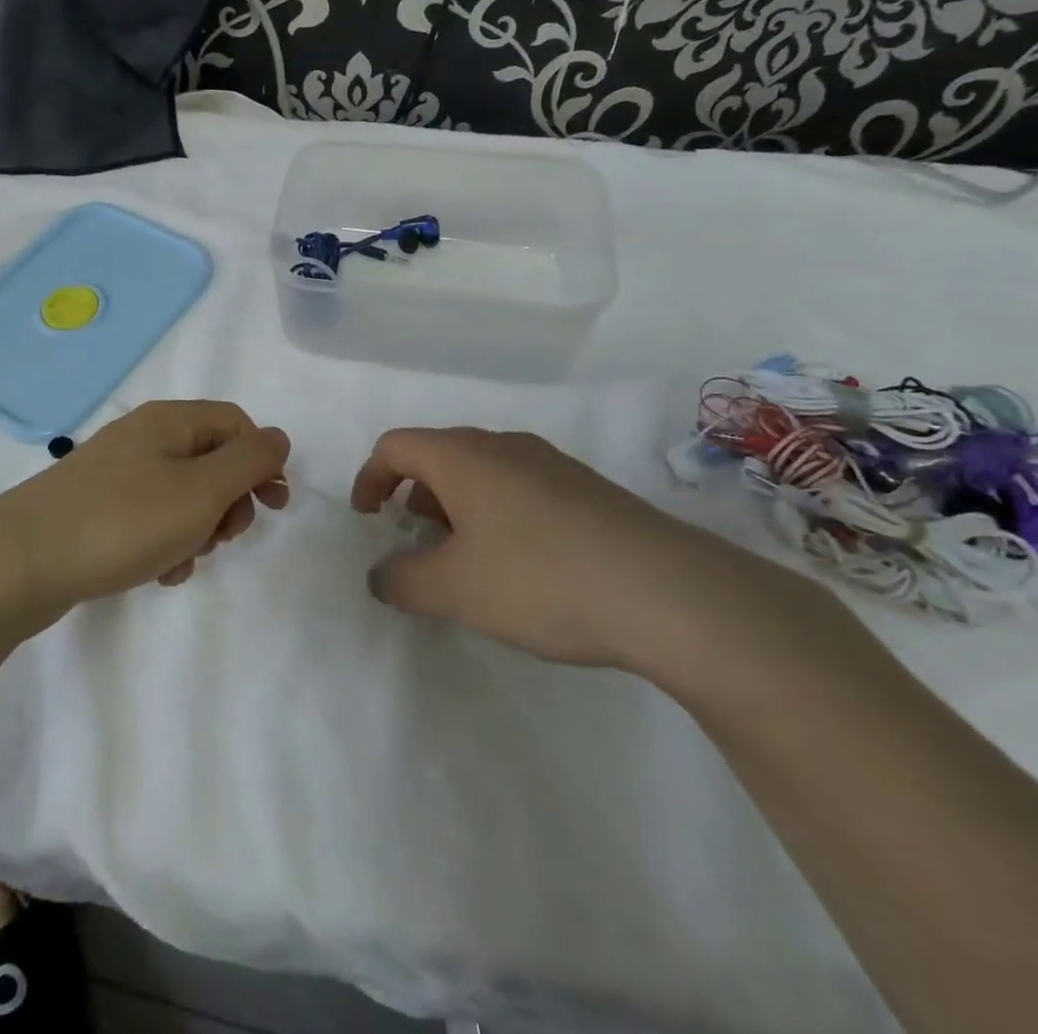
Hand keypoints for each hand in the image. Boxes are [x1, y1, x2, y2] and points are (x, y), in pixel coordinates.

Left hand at [0, 401, 290, 634]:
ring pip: (183, 495)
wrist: (19, 561)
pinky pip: (150, 518)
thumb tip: (278, 438)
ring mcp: (116, 473)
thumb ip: (248, 461)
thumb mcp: (200, 490)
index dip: (263, 461)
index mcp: (169, 421)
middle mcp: (143, 437)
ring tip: (181, 560)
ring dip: (197, 529)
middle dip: (228, 501)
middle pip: (211, 459)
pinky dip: (164, 543)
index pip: (236, 423)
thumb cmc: (122, 521)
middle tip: (222, 537)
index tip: (274, 507)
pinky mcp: (97, 507)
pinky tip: (157, 572)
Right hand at [351, 427, 791, 670]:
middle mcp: (504, 445)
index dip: (369, 478)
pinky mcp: (588, 490)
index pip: (395, 446)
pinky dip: (498, 515)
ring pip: (483, 472)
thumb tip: (381, 575)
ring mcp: (552, 464)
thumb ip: (401, 580)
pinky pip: (521, 489)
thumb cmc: (539, 578)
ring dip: (458, 507)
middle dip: (415, 495)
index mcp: (462, 456)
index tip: (368, 519)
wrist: (669, 593)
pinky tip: (522, 565)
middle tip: (417, 541)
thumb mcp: (453, 589)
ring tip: (467, 559)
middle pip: (439, 455)